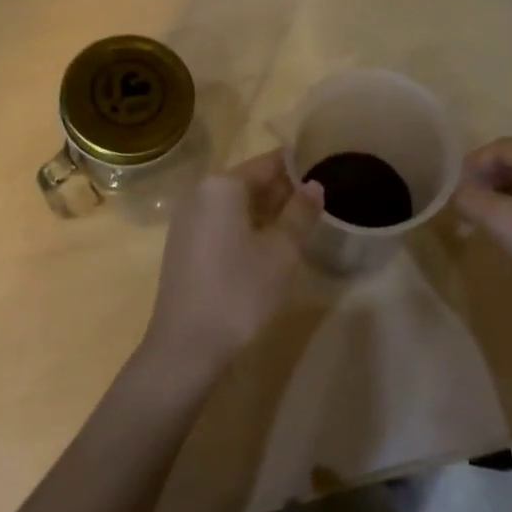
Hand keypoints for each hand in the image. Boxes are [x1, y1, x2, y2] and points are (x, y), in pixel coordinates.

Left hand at [142, 150, 324, 376]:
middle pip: (250, 182)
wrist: (186, 348)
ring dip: (268, 212)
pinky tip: (271, 247)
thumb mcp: (281, 251)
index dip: (298, 167)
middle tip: (320, 203)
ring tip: (303, 224)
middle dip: (284, 191)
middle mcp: (200, 194)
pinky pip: (222, 224)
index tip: (326, 171)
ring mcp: (188, 222)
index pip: (268, 163)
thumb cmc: (239, 292)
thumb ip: (300, 213)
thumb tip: (314, 185)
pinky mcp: (184, 247)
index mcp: (222, 186)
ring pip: (236, 205)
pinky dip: (248, 228)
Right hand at [454, 138, 511, 324]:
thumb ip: (471, 199)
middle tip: (465, 205)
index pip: (504, 148)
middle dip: (488, 181)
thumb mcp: (504, 224)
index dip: (472, 166)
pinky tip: (511, 227)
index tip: (452, 190)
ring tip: (482, 218)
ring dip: (504, 194)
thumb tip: (457, 193)